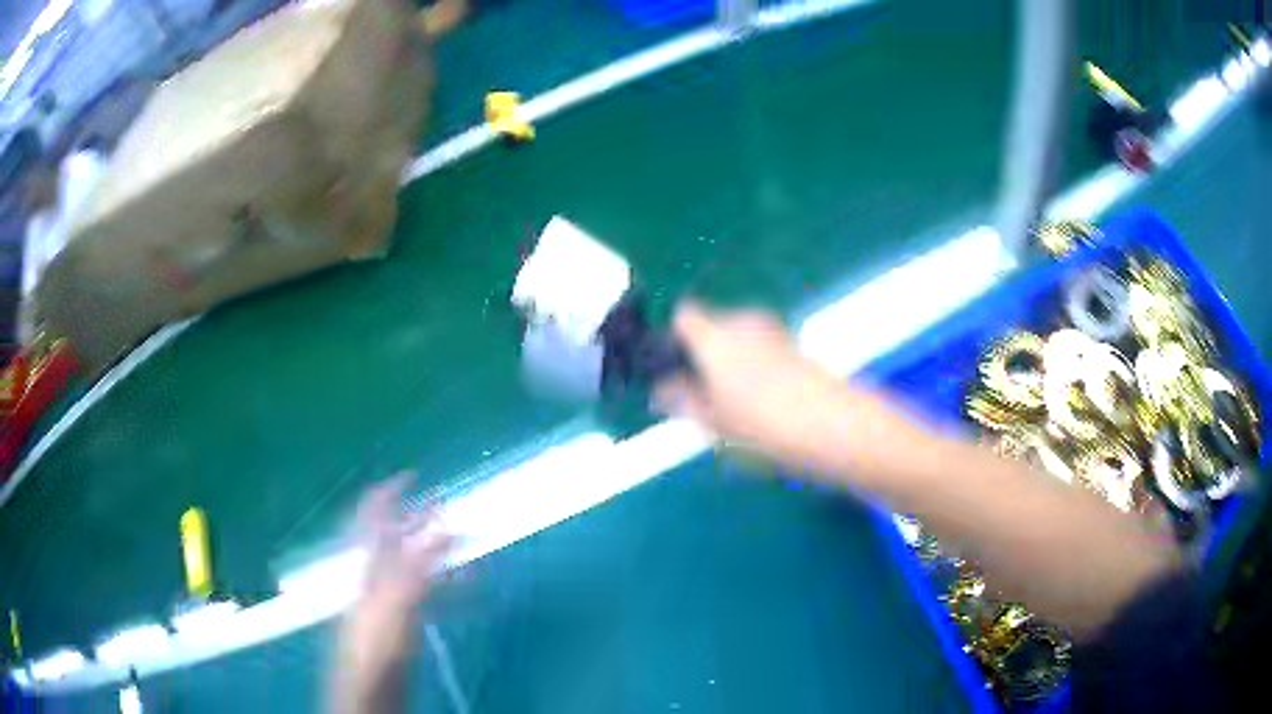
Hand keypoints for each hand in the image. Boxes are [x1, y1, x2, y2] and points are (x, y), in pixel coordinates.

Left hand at [333, 475, 453, 713]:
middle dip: (420, 518)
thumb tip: (446, 527)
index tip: (412, 474)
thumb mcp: (397, 602)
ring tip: (465, 539)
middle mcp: (376, 574)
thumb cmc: (378, 644)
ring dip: (439, 548)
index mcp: (367, 564)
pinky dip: (449, 580)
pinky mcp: (405, 619)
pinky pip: (429, 590)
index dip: (388, 493)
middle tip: (448, 505)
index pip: (371, 517)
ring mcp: (390, 597)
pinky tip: (468, 581)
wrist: (372, 688)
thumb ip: (420, 566)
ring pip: (416, 561)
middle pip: (396, 537)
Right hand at [655, 303, 854, 472]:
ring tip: (739, 405)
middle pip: (713, 328)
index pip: (684, 315)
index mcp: (714, 336)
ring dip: (733, 363)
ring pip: (739, 340)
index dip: (676, 338)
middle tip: (706, 396)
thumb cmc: (761, 425)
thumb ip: (681, 402)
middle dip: (706, 355)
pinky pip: (763, 349)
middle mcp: (742, 322)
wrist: (831, 426)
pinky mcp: (796, 345)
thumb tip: (661, 392)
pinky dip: (758, 367)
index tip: (677, 368)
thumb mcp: (712, 422)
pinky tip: (767, 403)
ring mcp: (774, 331)